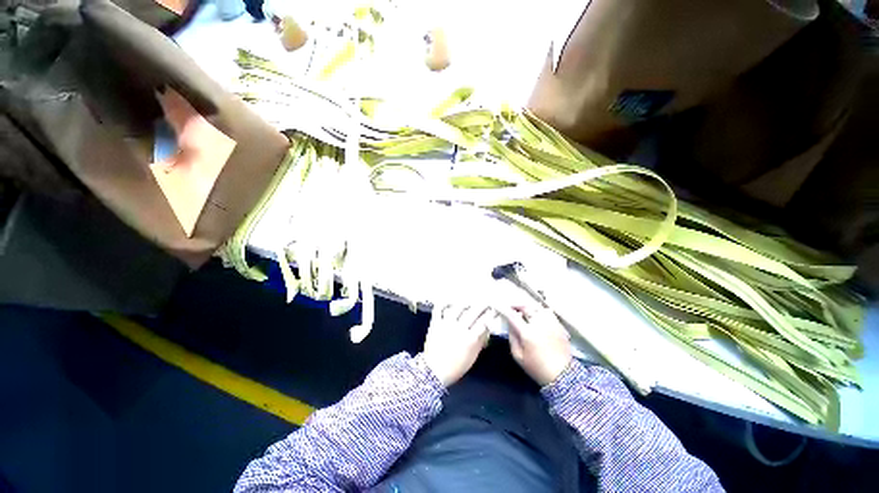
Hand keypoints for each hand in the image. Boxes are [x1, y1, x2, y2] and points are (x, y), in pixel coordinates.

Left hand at [423, 305, 492, 386]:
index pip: (484, 322)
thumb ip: (480, 341)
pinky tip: (450, 302)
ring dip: (465, 302)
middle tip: (485, 300)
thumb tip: (487, 328)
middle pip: (473, 311)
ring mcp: (446, 324)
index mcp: (470, 339)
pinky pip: (439, 309)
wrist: (434, 372)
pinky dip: (444, 303)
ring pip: (458, 307)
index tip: (494, 309)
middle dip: (482, 304)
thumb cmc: (456, 366)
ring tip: (470, 300)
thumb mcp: (473, 356)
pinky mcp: (435, 323)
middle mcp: (459, 329)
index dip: (491, 314)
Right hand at [499, 305, 571, 385]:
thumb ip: (512, 338)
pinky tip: (537, 315)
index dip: (505, 310)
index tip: (501, 308)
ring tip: (525, 310)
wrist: (562, 375)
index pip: (513, 316)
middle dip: (517, 306)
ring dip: (529, 307)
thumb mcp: (518, 356)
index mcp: (527, 333)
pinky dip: (540, 311)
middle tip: (512, 308)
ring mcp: (551, 324)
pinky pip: (548, 313)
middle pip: (526, 308)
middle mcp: (539, 324)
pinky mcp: (559, 326)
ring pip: (538, 308)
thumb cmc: (537, 367)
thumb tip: (510, 324)